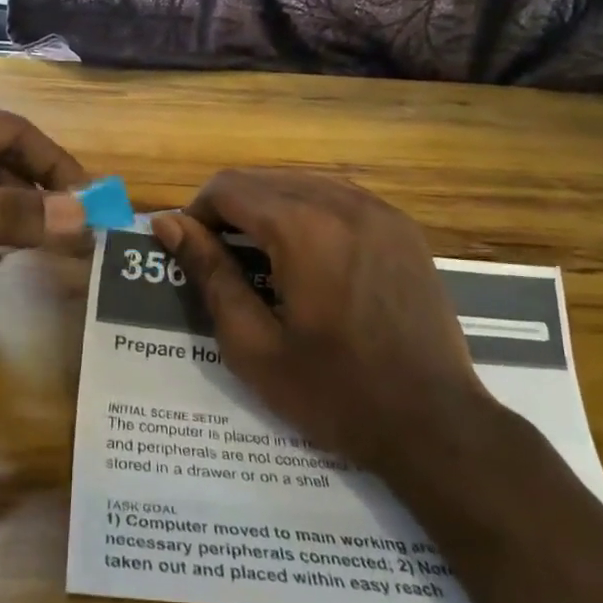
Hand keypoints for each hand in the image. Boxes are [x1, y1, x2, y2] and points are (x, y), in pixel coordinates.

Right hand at [150, 170, 493, 474]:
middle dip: (230, 208)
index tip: (191, 252)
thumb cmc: (333, 393)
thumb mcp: (253, 344)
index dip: (196, 213)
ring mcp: (379, 210)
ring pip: (300, 181)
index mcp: (302, 228)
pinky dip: (308, 210)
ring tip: (260, 256)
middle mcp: (341, 202)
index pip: (228, 188)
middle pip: (263, 178)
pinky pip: (339, 196)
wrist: (434, 424)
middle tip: (220, 258)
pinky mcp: (402, 226)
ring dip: (268, 206)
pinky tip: (306, 253)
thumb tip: (168, 224)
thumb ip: (210, 274)